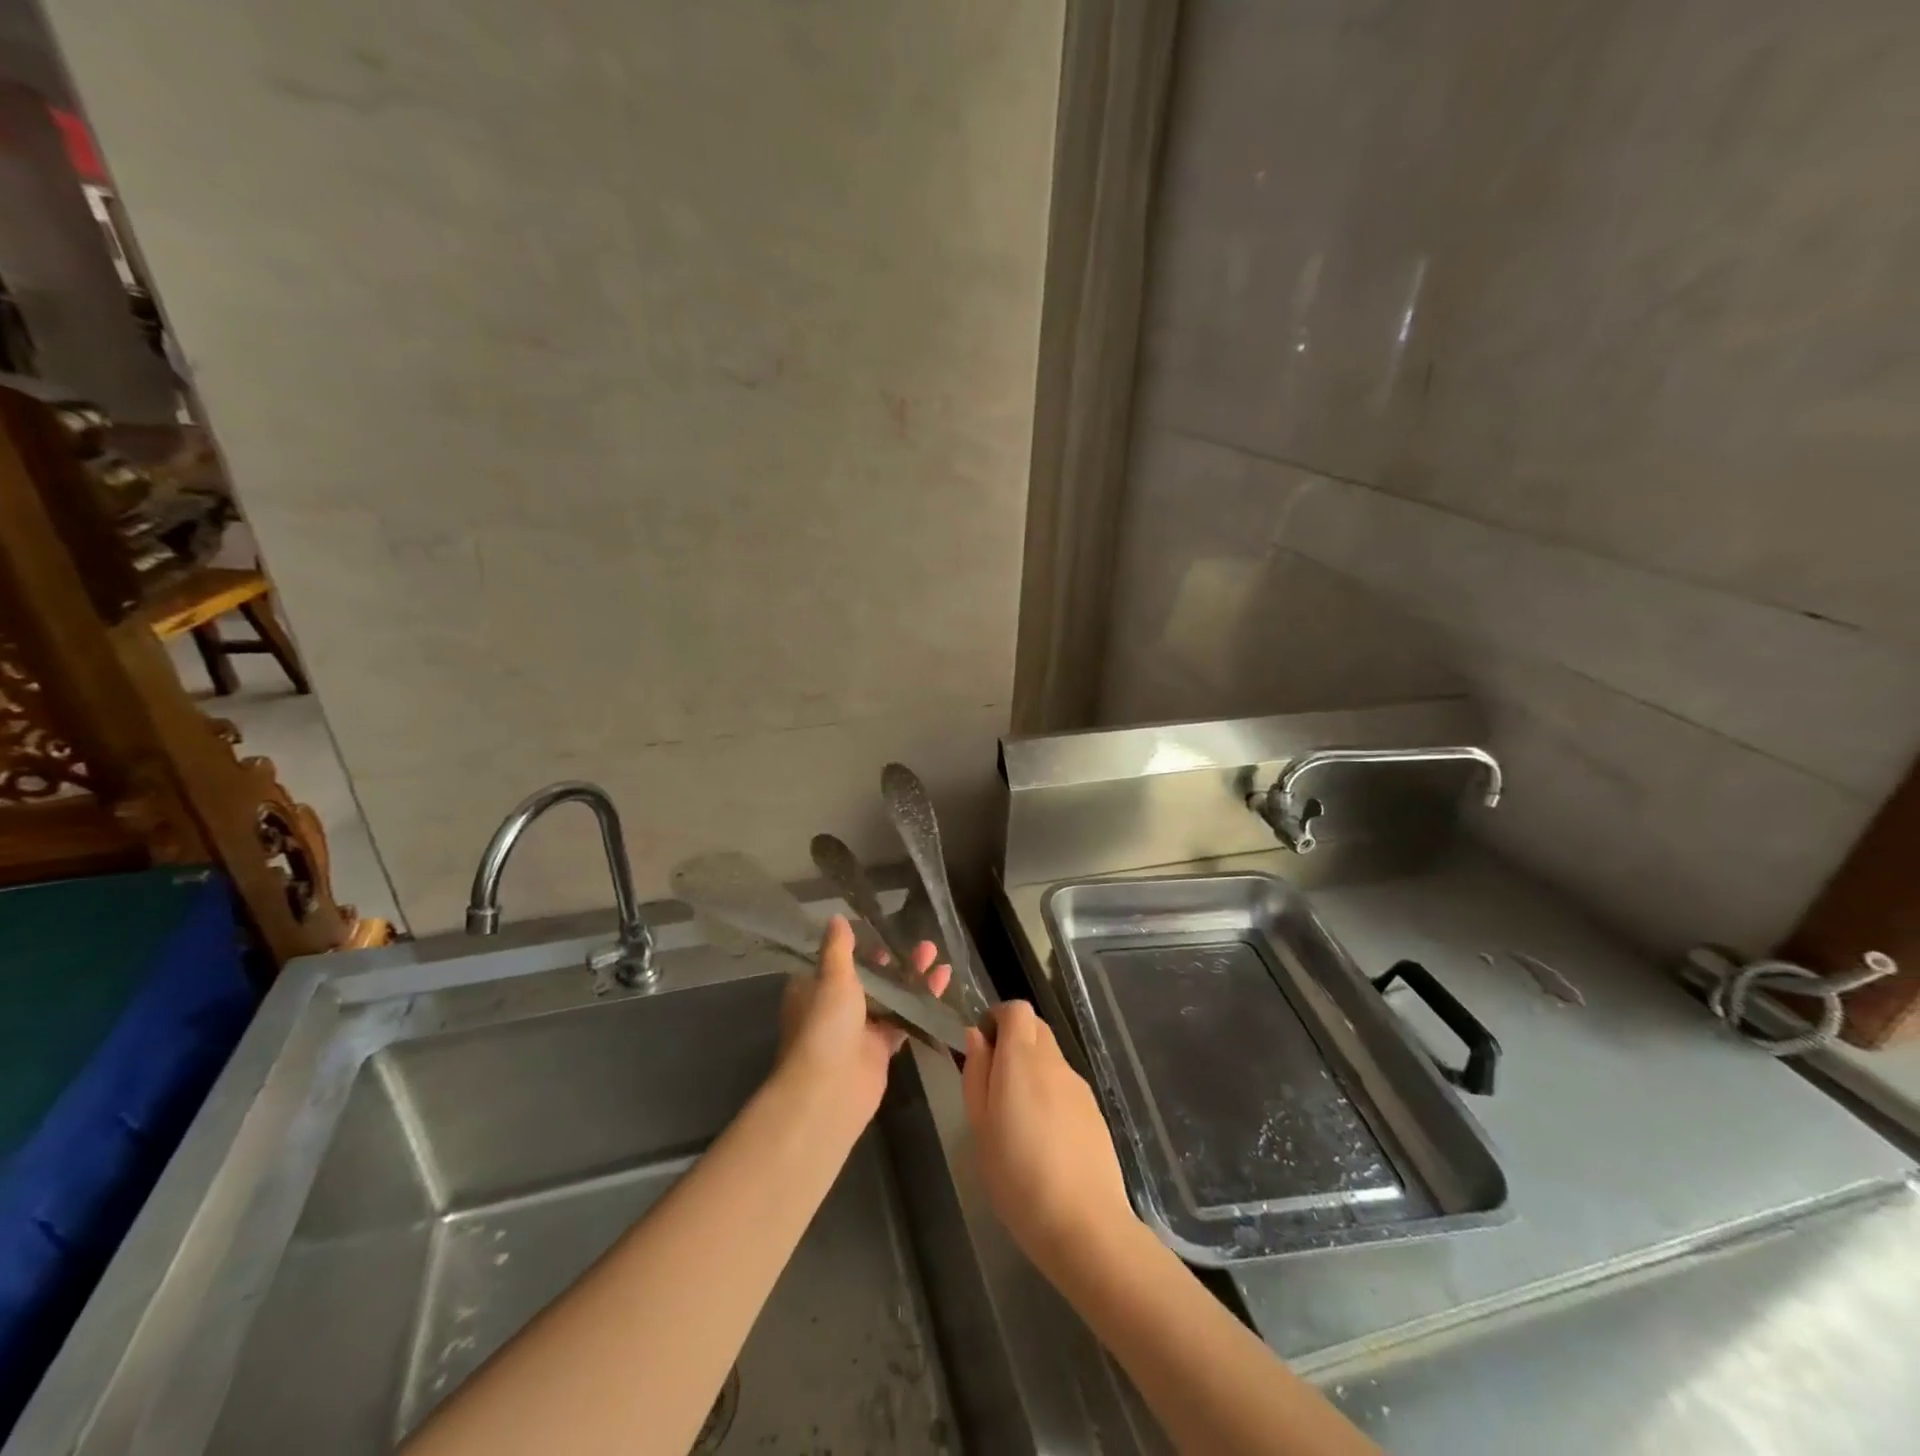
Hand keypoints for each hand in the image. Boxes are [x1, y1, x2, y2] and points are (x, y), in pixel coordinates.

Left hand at [777, 915, 950, 1129]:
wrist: (831, 1090)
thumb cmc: (825, 1025)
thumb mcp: (832, 977)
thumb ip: (839, 948)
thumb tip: (836, 917)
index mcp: (813, 989)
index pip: (836, 961)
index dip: (859, 947)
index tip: (882, 933)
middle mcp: (834, 1007)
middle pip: (868, 977)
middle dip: (894, 961)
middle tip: (922, 944)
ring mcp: (858, 1029)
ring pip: (888, 997)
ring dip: (911, 978)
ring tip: (936, 956)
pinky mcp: (880, 1048)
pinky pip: (902, 1019)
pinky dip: (920, 1002)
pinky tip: (942, 983)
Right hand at [961, 1002, 1136, 1285]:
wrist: (1084, 1224)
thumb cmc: (1017, 1177)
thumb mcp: (979, 1127)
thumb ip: (977, 1074)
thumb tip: (975, 1037)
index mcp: (1022, 1059)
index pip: (1016, 1009)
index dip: (997, 1018)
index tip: (982, 1046)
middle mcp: (1053, 1062)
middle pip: (1036, 1028)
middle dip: (1014, 1040)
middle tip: (994, 1081)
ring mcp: (1079, 1086)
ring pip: (1051, 1057)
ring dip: (1032, 1069)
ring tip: (1017, 1117)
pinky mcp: (1095, 1110)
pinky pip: (1065, 1085)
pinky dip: (1051, 1093)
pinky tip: (1044, 1137)